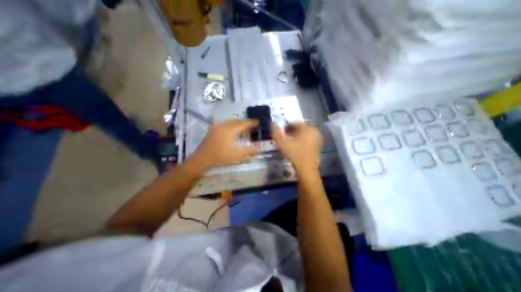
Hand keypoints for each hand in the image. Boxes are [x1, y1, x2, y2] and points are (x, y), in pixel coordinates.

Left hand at [191, 118, 257, 169]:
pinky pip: (225, 124)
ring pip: (230, 122)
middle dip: (245, 123)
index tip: (258, 122)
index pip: (243, 124)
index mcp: (229, 130)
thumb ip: (249, 151)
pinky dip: (231, 126)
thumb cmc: (220, 157)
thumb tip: (257, 148)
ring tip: (243, 131)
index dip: (251, 123)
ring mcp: (217, 127)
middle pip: (237, 121)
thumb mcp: (237, 156)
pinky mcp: (213, 129)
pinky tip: (232, 133)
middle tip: (252, 128)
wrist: (202, 159)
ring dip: (238, 124)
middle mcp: (223, 126)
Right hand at [273, 121, 322, 170]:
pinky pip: (307, 139)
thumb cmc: (294, 154)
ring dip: (295, 136)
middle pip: (299, 127)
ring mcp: (317, 138)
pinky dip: (300, 141)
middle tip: (283, 138)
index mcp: (307, 128)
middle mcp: (314, 131)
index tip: (280, 133)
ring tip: (288, 143)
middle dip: (290, 131)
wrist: (306, 169)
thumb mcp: (282, 142)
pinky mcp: (318, 145)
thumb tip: (271, 122)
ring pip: (303, 133)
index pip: (294, 122)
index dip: (285, 126)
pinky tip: (295, 147)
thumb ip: (275, 131)